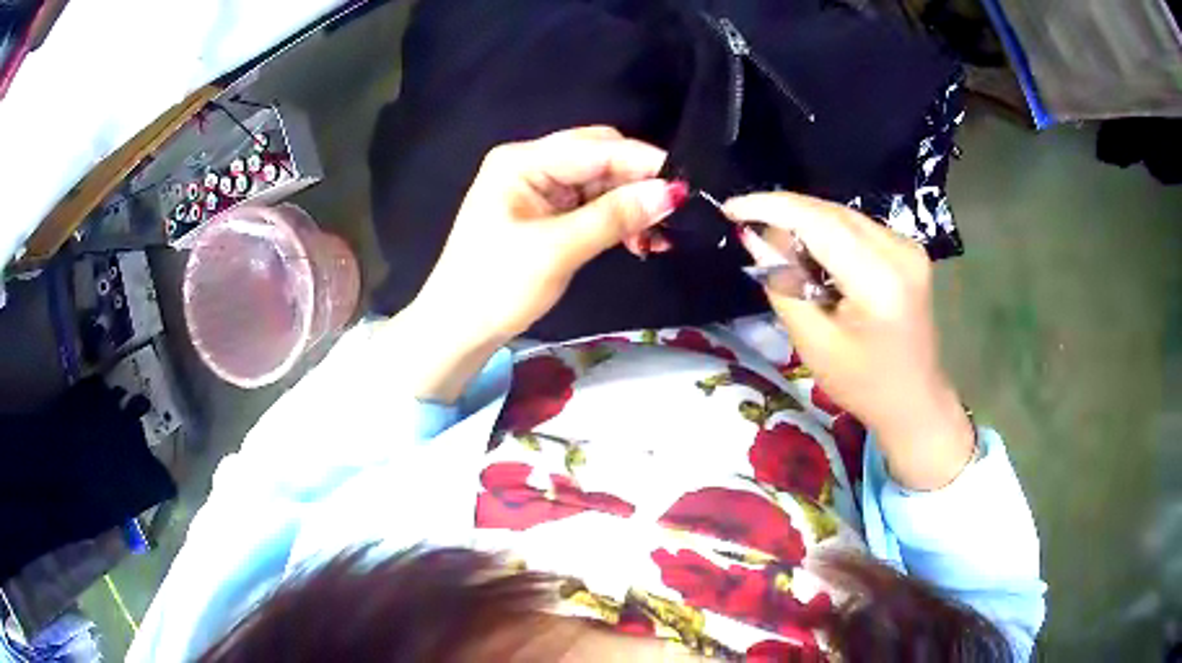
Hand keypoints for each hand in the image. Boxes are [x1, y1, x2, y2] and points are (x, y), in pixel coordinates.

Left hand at [390, 127, 682, 401]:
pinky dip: (617, 219)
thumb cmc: (496, 286)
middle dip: (639, 182)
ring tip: (657, 238)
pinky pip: (592, 204)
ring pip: (601, 182)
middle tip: (672, 214)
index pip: (596, 148)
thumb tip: (672, 193)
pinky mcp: (545, 212)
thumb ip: (615, 217)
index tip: (687, 184)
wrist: (458, 328)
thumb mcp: (557, 250)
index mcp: (522, 162)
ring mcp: (537, 188)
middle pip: (600, 157)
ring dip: (632, 204)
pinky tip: (638, 241)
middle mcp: (531, 164)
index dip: (644, 163)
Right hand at [724, 193, 974, 489]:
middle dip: (785, 213)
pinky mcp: (907, 249)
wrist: (915, 400)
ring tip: (776, 244)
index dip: (772, 207)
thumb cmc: (863, 385)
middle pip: (831, 212)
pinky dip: (827, 233)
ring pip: (843, 215)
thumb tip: (754, 237)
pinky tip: (811, 254)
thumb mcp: (814, 343)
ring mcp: (908, 247)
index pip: (819, 223)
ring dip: (805, 223)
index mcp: (880, 281)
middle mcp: (900, 251)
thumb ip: (783, 285)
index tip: (731, 208)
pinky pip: (857, 227)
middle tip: (746, 225)